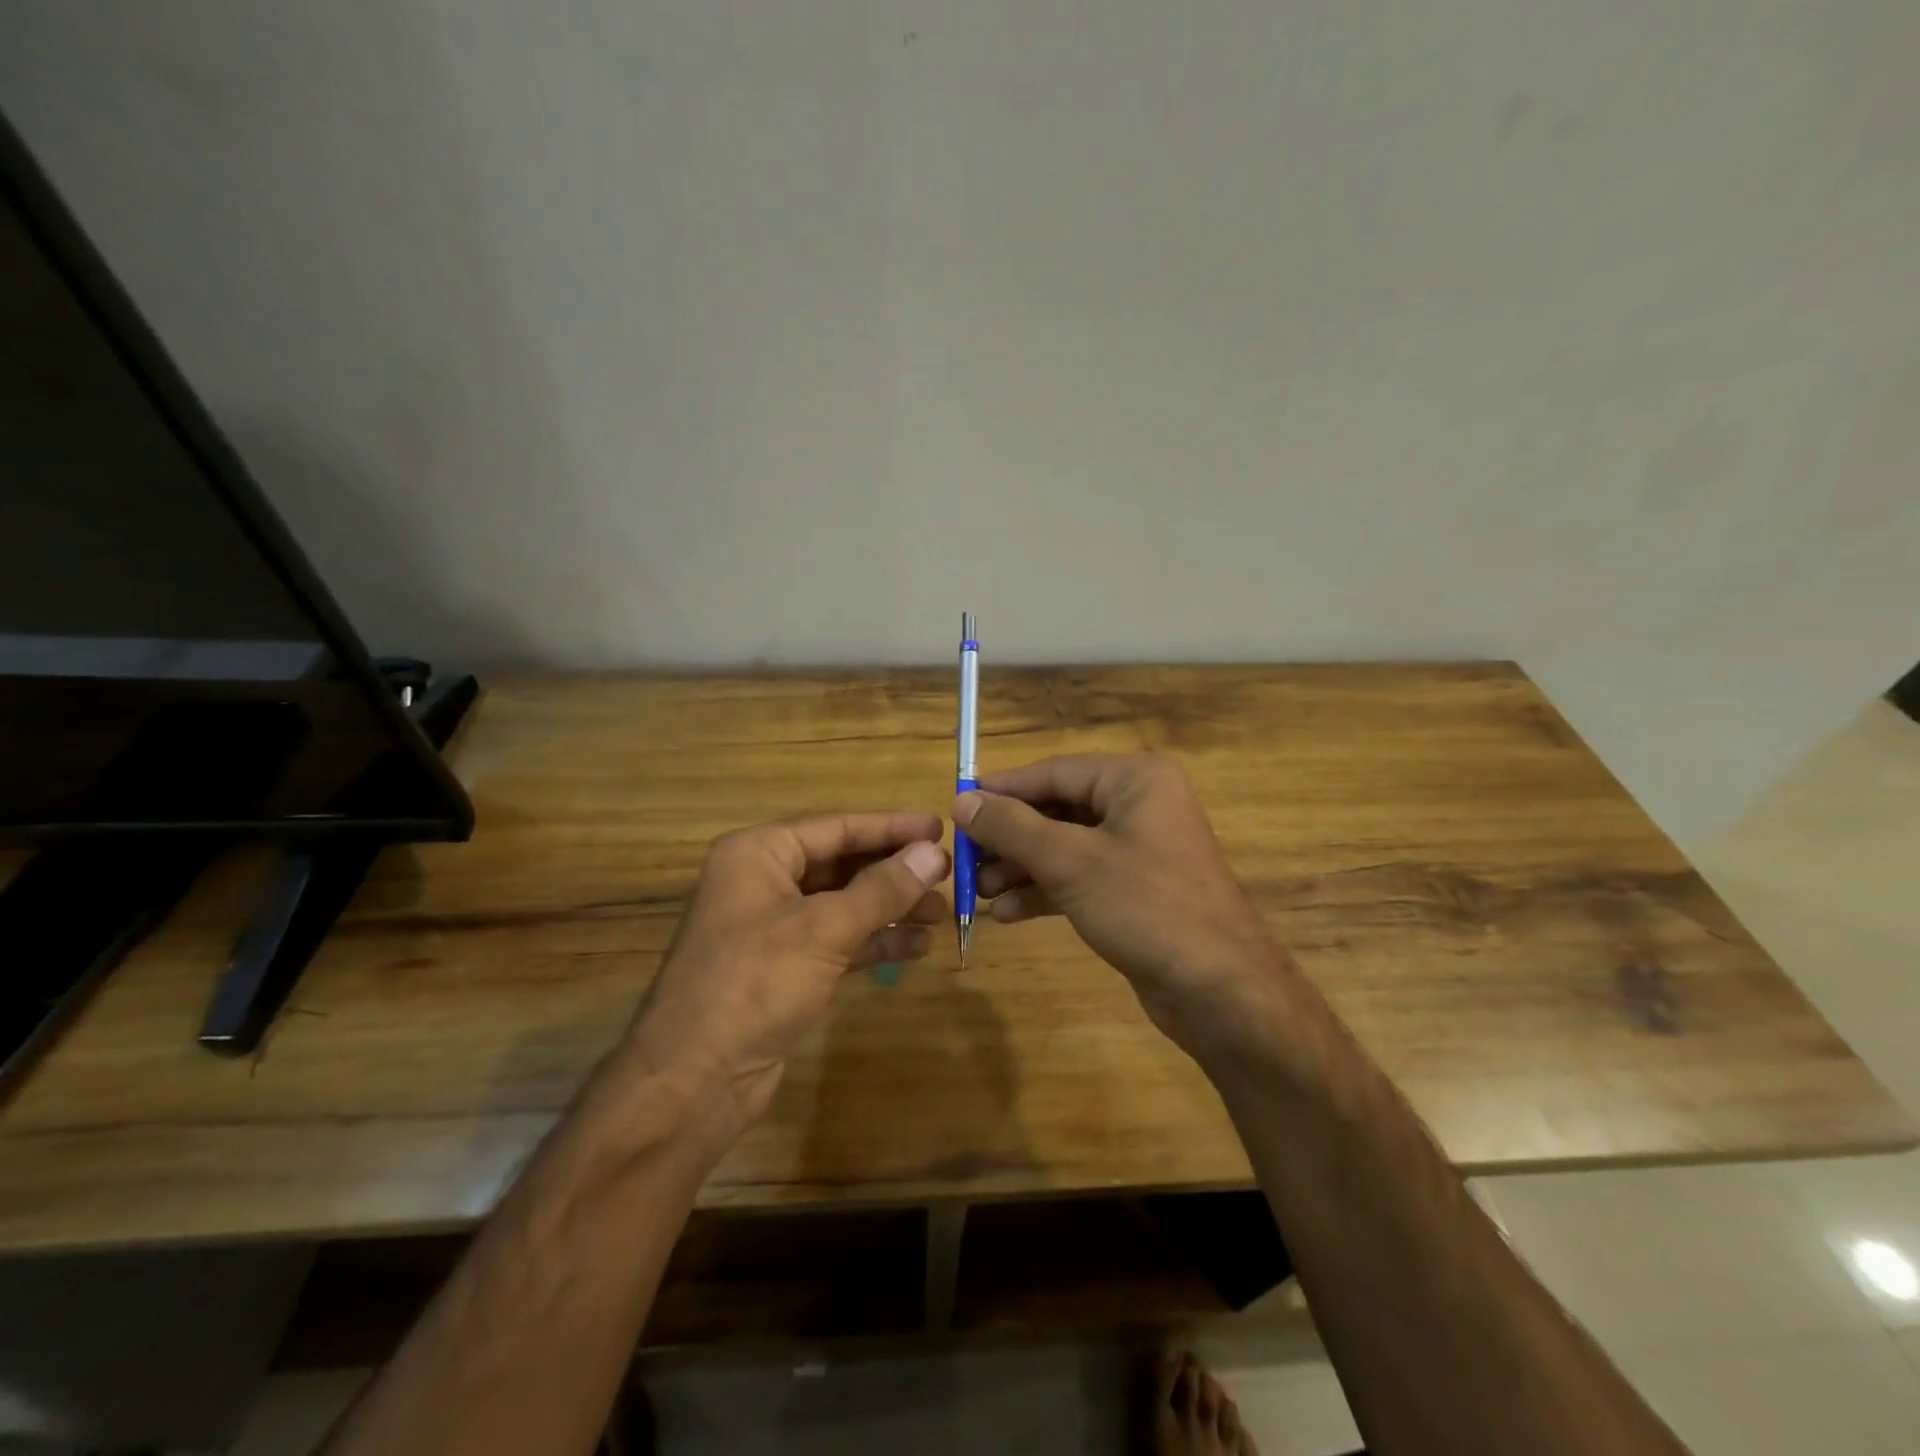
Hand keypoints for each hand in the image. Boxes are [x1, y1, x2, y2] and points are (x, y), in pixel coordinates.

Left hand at [622, 812, 949, 1139]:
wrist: (693, 1081)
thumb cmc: (754, 983)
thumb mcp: (825, 928)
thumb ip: (882, 889)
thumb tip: (934, 853)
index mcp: (758, 854)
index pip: (836, 827)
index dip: (891, 828)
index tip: (939, 828)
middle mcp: (763, 881)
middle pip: (841, 864)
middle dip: (894, 872)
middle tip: (947, 875)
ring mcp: (772, 928)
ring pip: (843, 905)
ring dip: (890, 909)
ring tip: (940, 914)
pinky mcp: (784, 969)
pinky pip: (838, 941)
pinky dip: (874, 942)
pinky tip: (916, 946)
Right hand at [954, 755, 1287, 1063]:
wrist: (1221, 991)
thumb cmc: (1147, 907)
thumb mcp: (1071, 862)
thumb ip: (1013, 827)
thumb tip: (963, 802)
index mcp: (1134, 780)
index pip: (1053, 772)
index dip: (1002, 790)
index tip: (957, 807)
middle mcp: (1139, 805)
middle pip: (1057, 810)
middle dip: (1009, 838)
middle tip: (964, 860)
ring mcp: (1139, 850)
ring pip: (1065, 847)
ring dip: (1021, 868)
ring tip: (978, 893)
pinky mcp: (1136, 891)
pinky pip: (1079, 879)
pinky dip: (1044, 892)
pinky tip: (1007, 914)